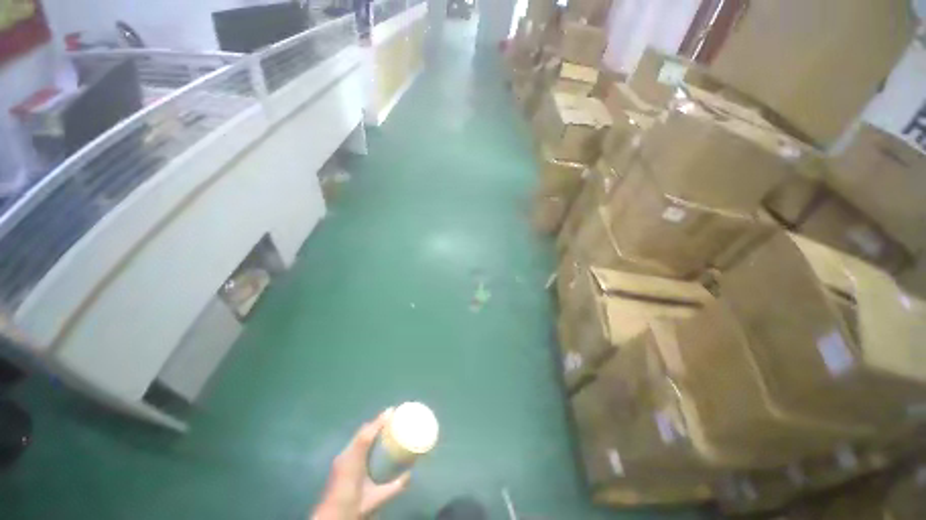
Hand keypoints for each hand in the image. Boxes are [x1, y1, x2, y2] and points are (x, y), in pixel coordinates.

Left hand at [312, 409, 410, 519]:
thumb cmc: (353, 507)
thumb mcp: (376, 499)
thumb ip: (394, 487)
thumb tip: (410, 475)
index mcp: (353, 460)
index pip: (366, 434)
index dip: (379, 421)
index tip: (392, 410)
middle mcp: (345, 455)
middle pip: (362, 432)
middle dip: (377, 422)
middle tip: (392, 417)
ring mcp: (340, 459)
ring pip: (357, 436)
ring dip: (370, 429)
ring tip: (385, 425)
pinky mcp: (339, 464)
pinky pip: (354, 443)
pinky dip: (365, 437)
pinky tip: (372, 441)